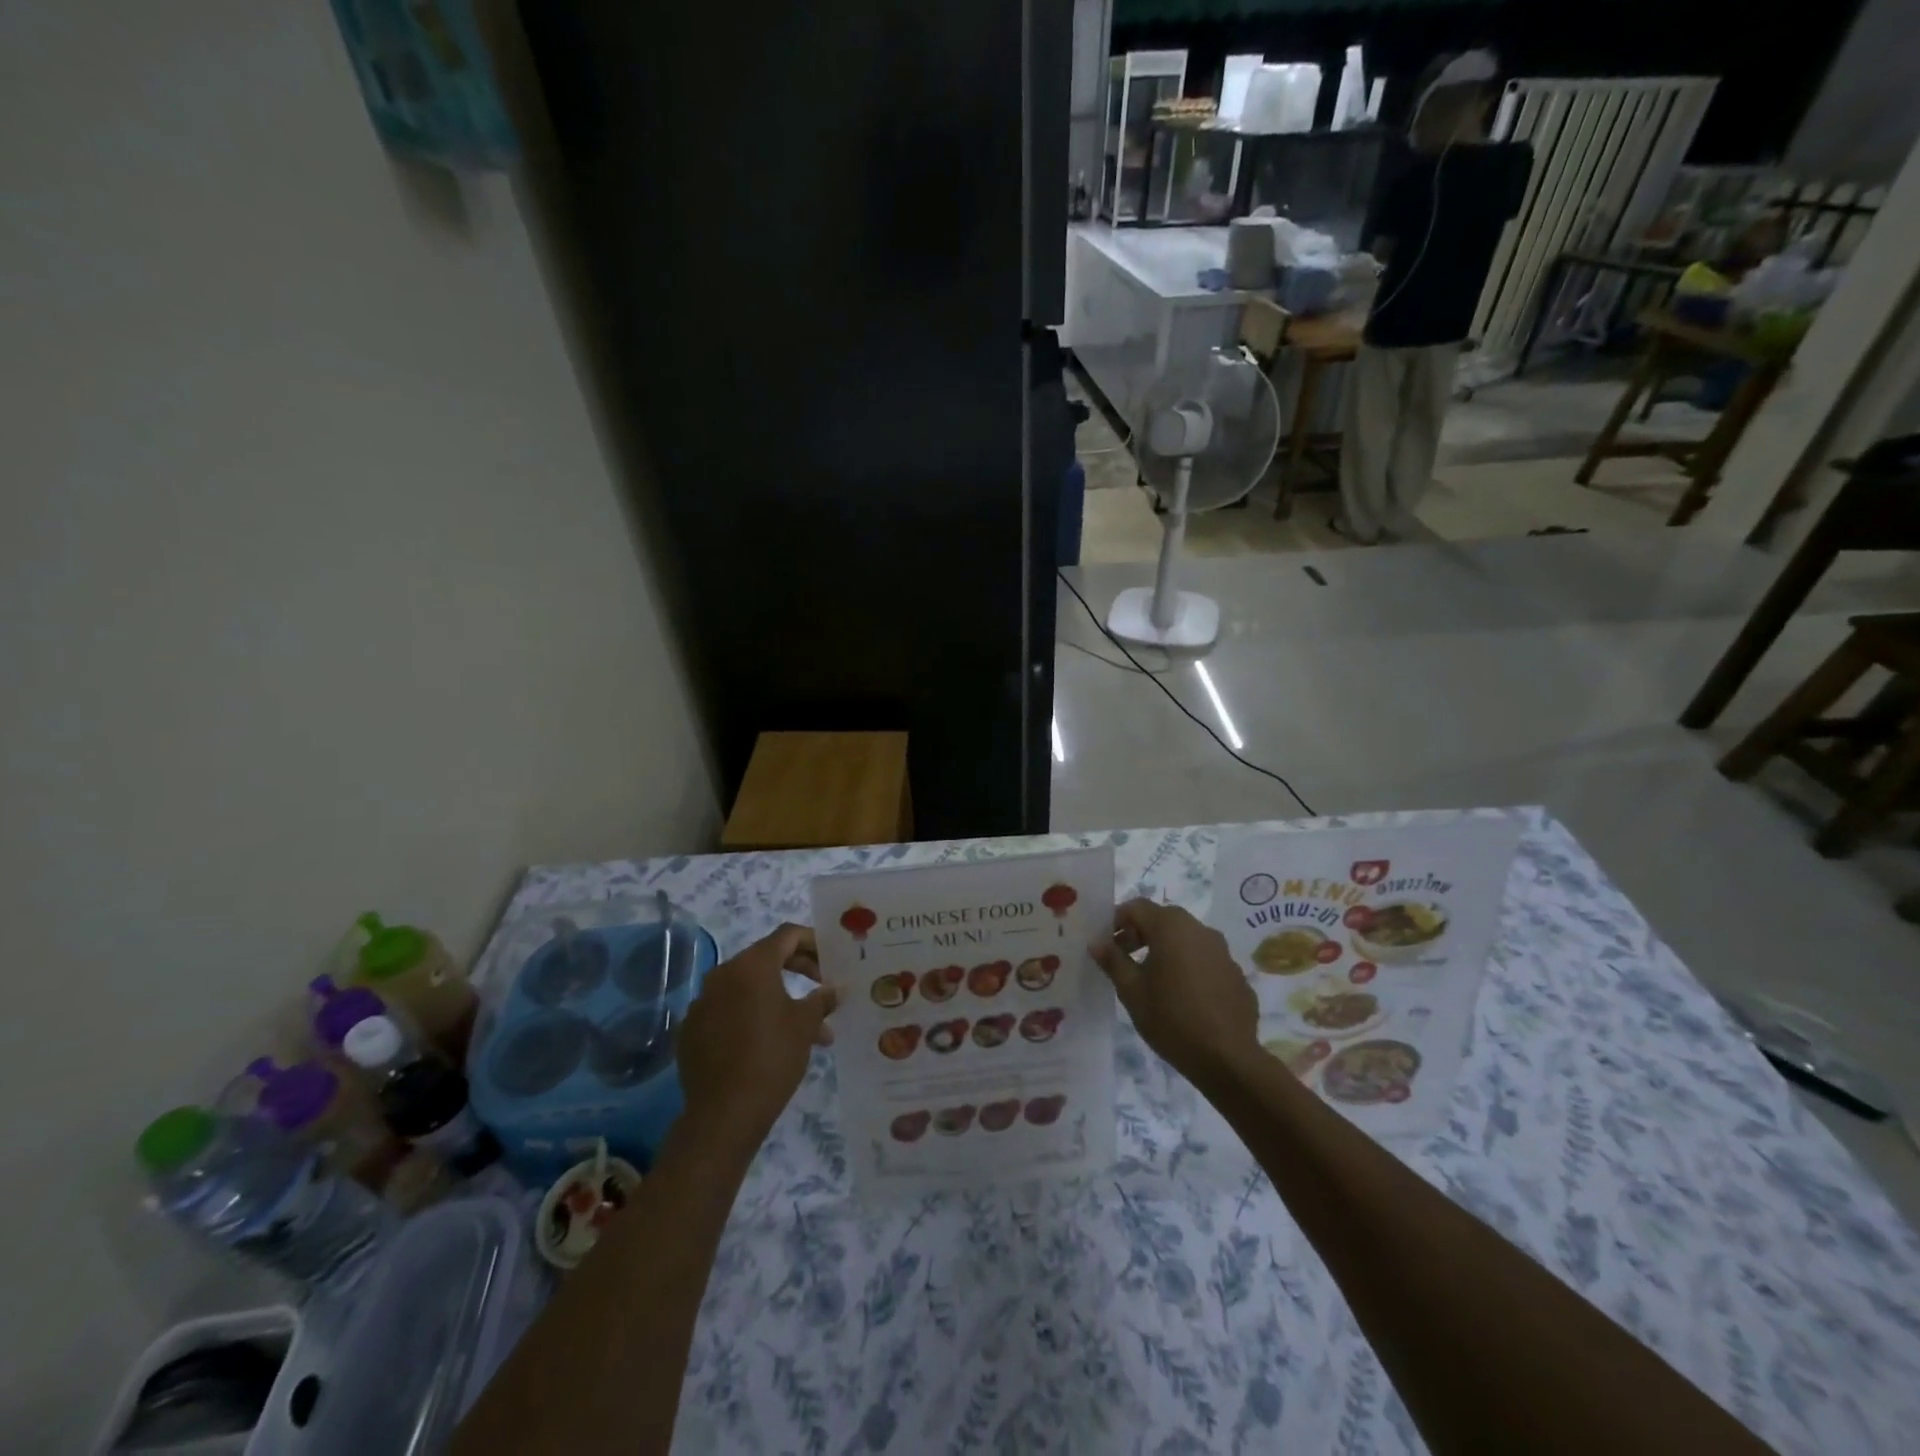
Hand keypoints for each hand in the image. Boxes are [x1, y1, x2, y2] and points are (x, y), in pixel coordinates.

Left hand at [676, 924, 837, 1157]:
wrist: (723, 1114)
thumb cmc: (772, 1058)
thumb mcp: (805, 1025)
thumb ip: (821, 999)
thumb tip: (833, 989)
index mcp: (751, 966)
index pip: (787, 935)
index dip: (813, 941)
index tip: (831, 958)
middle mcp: (722, 975)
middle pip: (766, 959)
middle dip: (799, 970)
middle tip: (822, 987)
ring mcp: (702, 1003)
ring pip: (749, 989)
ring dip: (779, 999)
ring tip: (807, 1030)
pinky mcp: (692, 1030)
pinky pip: (728, 1011)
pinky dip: (751, 1017)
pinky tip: (769, 1043)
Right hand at [1090, 899, 1257, 1088]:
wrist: (1228, 1059)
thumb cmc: (1171, 1018)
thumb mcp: (1131, 990)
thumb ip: (1113, 960)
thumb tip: (1097, 942)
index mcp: (1171, 927)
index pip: (1136, 907)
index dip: (1116, 920)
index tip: (1105, 943)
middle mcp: (1200, 929)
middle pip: (1163, 920)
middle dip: (1140, 934)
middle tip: (1124, 958)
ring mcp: (1223, 952)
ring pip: (1186, 939)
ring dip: (1166, 950)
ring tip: (1153, 979)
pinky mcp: (1236, 975)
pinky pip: (1205, 961)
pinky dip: (1189, 968)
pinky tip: (1183, 997)